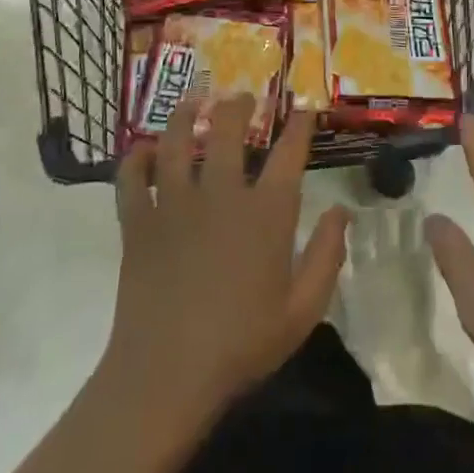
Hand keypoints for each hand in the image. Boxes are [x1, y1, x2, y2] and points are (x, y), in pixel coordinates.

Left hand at [105, 97, 349, 415]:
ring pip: (177, 141)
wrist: (165, 376)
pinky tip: (144, 149)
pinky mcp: (138, 222)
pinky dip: (136, 158)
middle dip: (238, 105)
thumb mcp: (303, 310)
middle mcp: (221, 195)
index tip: (305, 107)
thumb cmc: (242, 345)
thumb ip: (327, 256)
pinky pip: (132, 177)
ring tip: (193, 101)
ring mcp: (174, 204)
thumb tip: (341, 211)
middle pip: (227, 130)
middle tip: (241, 96)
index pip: (288, 152)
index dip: (299, 124)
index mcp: (266, 214)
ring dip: (185, 114)